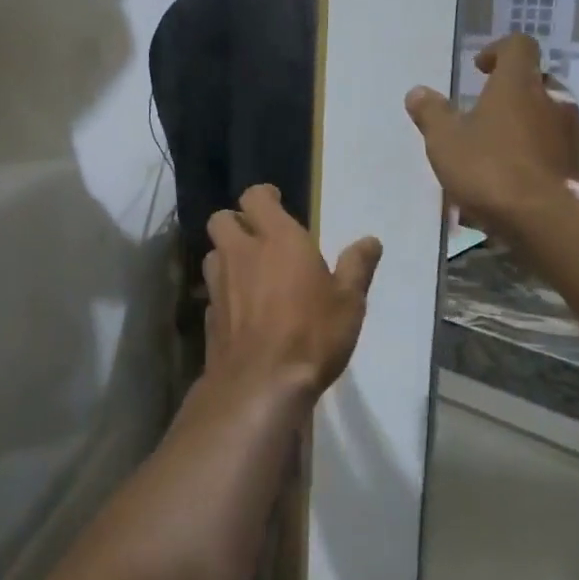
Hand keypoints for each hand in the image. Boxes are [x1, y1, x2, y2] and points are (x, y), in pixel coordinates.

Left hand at [203, 185, 383, 399]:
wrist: (261, 383)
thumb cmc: (313, 333)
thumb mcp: (349, 301)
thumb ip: (357, 267)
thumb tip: (370, 241)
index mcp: (277, 239)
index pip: (255, 197)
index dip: (263, 196)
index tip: (275, 202)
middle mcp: (241, 253)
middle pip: (221, 219)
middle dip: (236, 222)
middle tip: (258, 237)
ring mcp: (219, 284)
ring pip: (213, 253)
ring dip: (227, 255)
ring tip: (249, 272)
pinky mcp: (208, 314)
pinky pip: (212, 291)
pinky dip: (224, 292)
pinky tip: (242, 309)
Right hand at [404, 34, 578, 239]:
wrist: (552, 221)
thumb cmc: (492, 170)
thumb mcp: (446, 142)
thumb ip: (432, 114)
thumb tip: (418, 92)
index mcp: (519, 84)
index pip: (518, 46)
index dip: (498, 51)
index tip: (479, 69)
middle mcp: (554, 99)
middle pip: (536, 83)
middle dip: (512, 95)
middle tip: (485, 117)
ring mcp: (575, 133)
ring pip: (548, 119)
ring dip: (526, 128)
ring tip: (497, 157)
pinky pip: (557, 151)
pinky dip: (538, 158)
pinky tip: (517, 185)